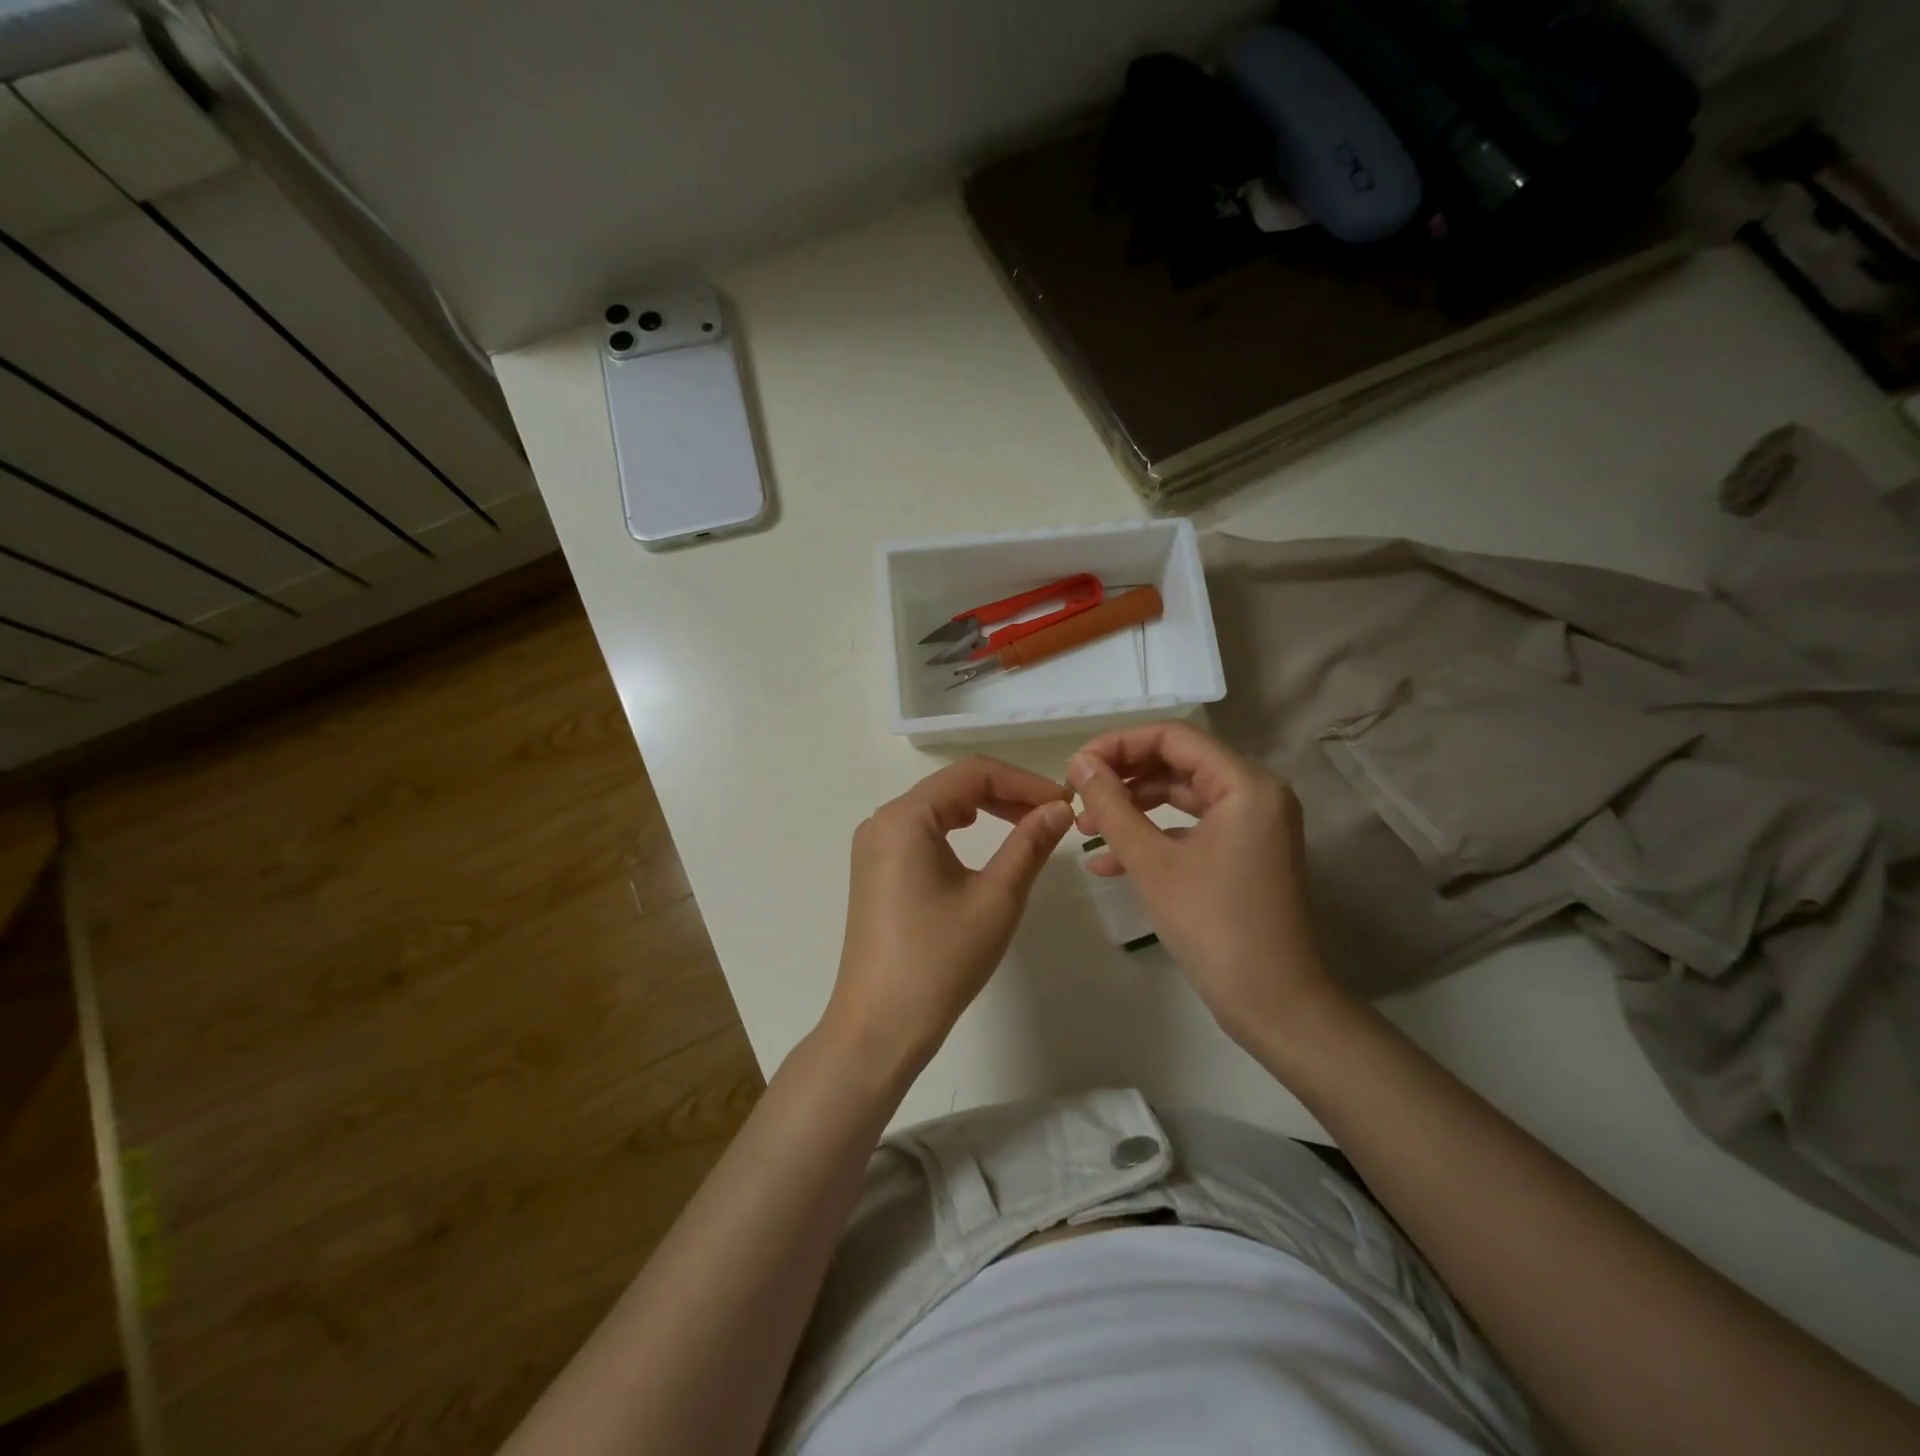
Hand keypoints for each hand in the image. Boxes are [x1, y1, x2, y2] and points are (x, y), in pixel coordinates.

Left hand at [825, 756, 1072, 1071]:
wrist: (880, 1026)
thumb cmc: (941, 959)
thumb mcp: (996, 898)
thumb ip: (1030, 843)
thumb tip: (1059, 808)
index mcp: (906, 817)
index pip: (973, 773)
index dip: (1024, 780)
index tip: (1064, 802)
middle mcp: (882, 820)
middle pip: (953, 786)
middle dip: (1006, 793)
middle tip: (1053, 814)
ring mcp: (874, 846)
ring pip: (937, 807)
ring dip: (984, 809)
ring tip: (1026, 825)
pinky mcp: (875, 870)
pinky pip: (922, 832)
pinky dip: (958, 830)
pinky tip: (981, 840)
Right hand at [1068, 721, 1344, 1048]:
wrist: (1275, 1004)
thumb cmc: (1214, 925)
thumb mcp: (1152, 862)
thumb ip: (1112, 806)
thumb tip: (1080, 763)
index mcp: (1245, 784)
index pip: (1173, 737)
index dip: (1119, 744)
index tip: (1076, 766)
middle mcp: (1255, 794)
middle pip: (1178, 763)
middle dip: (1123, 778)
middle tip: (1077, 795)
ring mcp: (1252, 826)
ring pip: (1181, 798)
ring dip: (1132, 809)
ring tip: (1084, 828)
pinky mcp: (1244, 854)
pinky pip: (1191, 830)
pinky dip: (1152, 838)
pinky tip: (1106, 863)